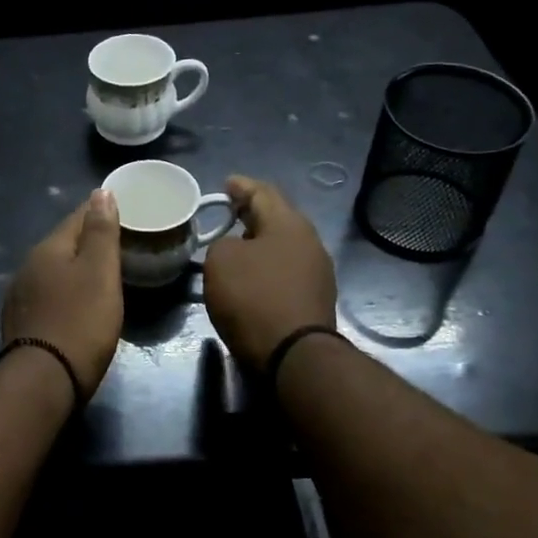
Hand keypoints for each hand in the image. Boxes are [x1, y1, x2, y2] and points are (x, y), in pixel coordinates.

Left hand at [1, 190, 123, 399]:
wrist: (44, 379)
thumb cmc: (81, 320)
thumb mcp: (100, 272)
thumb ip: (101, 231)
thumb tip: (101, 192)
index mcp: (48, 248)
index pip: (77, 217)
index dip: (101, 212)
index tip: (124, 213)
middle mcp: (28, 266)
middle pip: (64, 244)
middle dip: (88, 241)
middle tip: (119, 245)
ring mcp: (21, 295)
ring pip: (54, 270)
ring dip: (75, 268)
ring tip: (101, 274)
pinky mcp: (21, 322)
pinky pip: (48, 295)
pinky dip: (65, 292)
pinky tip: (77, 303)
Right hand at [203, 175, 337, 370]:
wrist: (293, 354)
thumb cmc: (253, 298)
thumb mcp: (220, 261)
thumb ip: (223, 244)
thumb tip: (236, 250)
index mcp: (289, 223)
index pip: (263, 192)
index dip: (241, 186)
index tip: (226, 183)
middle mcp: (309, 242)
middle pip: (277, 218)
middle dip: (252, 214)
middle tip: (228, 213)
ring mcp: (317, 272)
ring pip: (283, 246)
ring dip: (260, 243)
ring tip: (235, 246)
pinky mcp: (314, 299)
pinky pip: (285, 271)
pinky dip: (267, 267)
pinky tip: (251, 277)